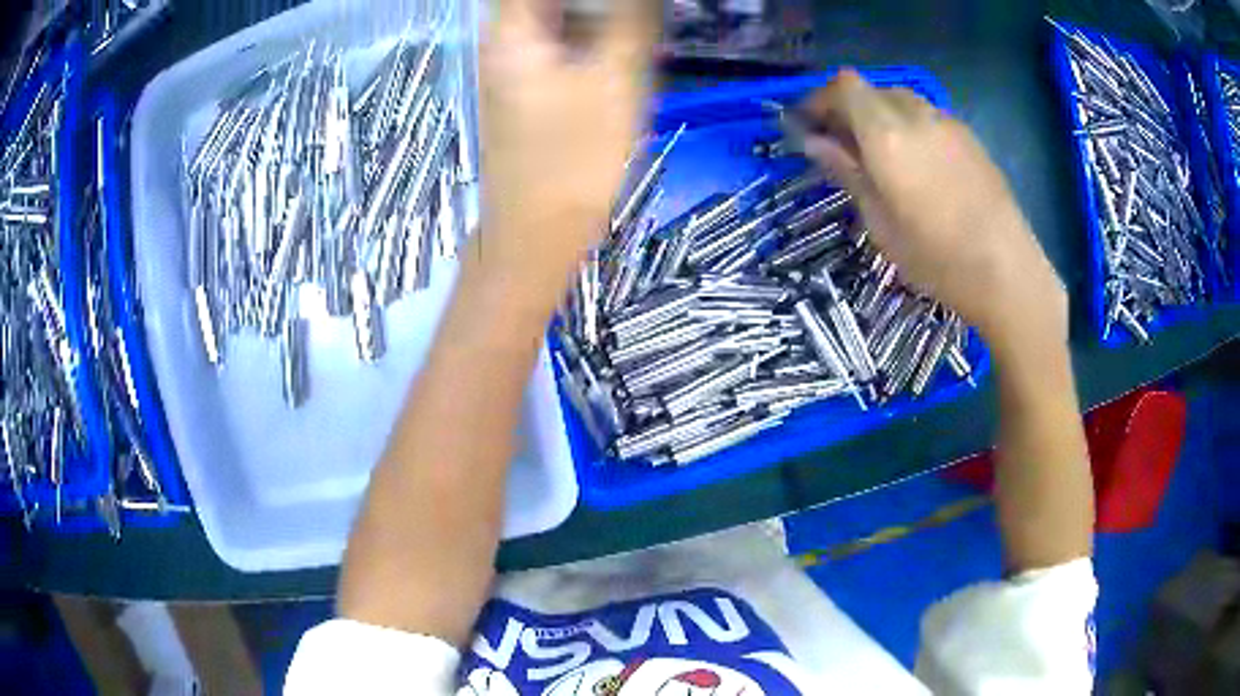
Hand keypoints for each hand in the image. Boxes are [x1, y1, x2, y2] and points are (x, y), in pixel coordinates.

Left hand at [477, 0, 654, 292]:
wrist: (539, 233)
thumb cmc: (574, 159)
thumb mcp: (616, 79)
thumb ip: (632, 21)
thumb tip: (642, 0)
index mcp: (512, 31)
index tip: (620, 4)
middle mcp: (504, 43)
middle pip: (553, 2)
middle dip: (596, 4)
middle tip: (639, 15)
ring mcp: (514, 68)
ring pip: (558, 20)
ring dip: (598, 19)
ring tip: (637, 28)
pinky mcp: (530, 90)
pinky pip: (561, 46)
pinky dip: (592, 40)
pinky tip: (621, 52)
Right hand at [798, 70, 1066, 350]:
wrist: (1007, 271)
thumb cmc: (937, 257)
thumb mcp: (880, 223)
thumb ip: (847, 172)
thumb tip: (814, 142)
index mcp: (887, 134)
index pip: (844, 86)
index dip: (820, 99)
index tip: (809, 126)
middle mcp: (917, 115)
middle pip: (872, 90)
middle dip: (850, 108)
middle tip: (842, 145)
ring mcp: (948, 123)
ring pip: (902, 100)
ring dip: (882, 116)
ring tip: (881, 156)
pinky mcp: (970, 138)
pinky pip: (929, 117)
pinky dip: (911, 127)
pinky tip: (919, 165)